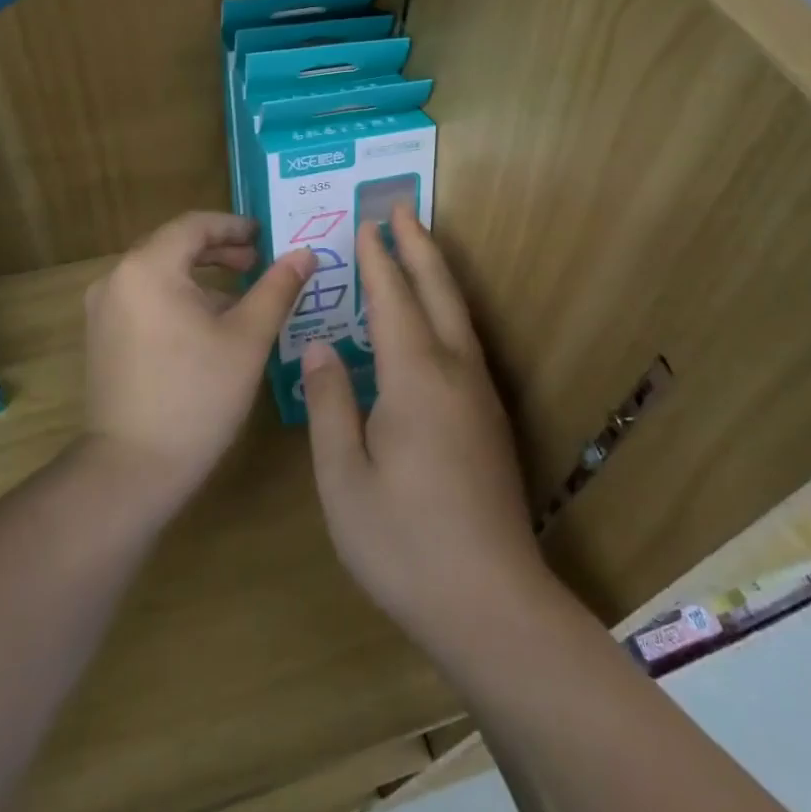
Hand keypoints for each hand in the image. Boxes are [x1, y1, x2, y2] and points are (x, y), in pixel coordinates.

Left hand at [83, 211, 314, 512]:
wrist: (132, 468)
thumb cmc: (197, 396)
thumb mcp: (247, 338)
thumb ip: (277, 288)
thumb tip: (306, 253)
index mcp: (148, 268)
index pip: (194, 225)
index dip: (234, 227)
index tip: (266, 239)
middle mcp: (117, 278)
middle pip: (173, 245)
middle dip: (218, 250)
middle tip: (257, 263)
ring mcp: (102, 308)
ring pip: (158, 272)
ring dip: (199, 275)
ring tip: (239, 296)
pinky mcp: (101, 336)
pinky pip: (143, 297)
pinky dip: (176, 297)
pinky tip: (206, 325)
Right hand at [301, 206, 551, 658]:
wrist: (492, 604)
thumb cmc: (404, 543)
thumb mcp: (344, 478)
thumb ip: (330, 404)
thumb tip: (318, 347)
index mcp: (415, 378)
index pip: (393, 299)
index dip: (378, 260)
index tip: (365, 224)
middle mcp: (455, 373)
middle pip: (438, 291)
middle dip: (418, 246)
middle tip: (401, 208)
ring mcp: (479, 395)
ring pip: (458, 314)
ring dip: (435, 273)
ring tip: (417, 248)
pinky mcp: (489, 419)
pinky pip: (464, 341)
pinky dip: (444, 309)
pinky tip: (432, 322)